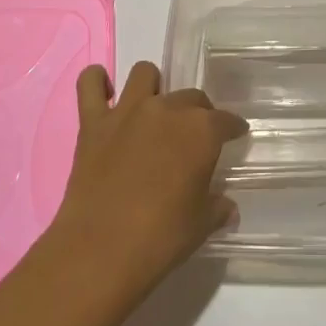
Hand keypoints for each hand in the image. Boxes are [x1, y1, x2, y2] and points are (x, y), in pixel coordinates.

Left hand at [46, 62, 246, 295]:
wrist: (100, 251)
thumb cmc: (160, 238)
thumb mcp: (201, 226)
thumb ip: (217, 208)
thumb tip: (227, 207)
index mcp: (201, 131)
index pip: (226, 120)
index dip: (232, 128)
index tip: (235, 135)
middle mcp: (167, 109)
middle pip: (191, 97)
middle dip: (198, 113)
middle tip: (193, 138)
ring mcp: (127, 111)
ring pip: (145, 74)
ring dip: (153, 87)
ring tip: (153, 111)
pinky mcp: (93, 122)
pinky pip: (90, 83)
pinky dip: (97, 81)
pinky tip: (105, 93)